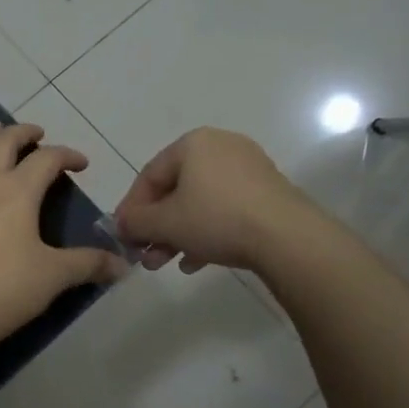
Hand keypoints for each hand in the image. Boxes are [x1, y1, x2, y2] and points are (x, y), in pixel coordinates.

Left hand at [0, 120, 127, 345]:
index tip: (81, 164)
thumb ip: (89, 263)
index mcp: (17, 190)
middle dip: (23, 132)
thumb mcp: (56, 275)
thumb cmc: (8, 287)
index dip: (67, 155)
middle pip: (3, 141)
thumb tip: (123, 266)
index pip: (46, 158)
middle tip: (37, 134)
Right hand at [114, 127, 307, 273]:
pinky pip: (226, 210)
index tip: (123, 235)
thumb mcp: (165, 223)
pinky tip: (196, 262)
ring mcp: (248, 169)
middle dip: (157, 227)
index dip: (131, 208)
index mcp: (193, 143)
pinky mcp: (268, 193)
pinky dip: (207, 232)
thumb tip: (120, 224)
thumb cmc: (217, 219)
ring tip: (168, 264)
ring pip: (200, 203)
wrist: (287, 237)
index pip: (149, 175)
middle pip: (176, 190)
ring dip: (179, 234)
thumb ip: (136, 222)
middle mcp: (221, 147)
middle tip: (146, 257)